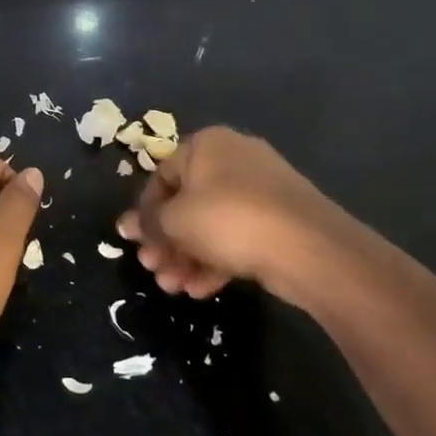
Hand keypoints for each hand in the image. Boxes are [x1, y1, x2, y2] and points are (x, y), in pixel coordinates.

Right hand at [117, 125, 371, 307]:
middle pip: (187, 202)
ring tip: (173, 287)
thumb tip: (125, 225)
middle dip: (167, 241)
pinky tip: (200, 290)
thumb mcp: (176, 221)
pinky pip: (238, 236)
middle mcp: (233, 159)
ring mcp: (261, 190)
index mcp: (206, 145)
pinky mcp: (280, 221)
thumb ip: (148, 223)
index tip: (137, 242)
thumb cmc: (230, 219)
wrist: (311, 248)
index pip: (162, 175)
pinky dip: (216, 260)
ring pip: (211, 224)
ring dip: (187, 256)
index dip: (145, 211)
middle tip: (154, 269)